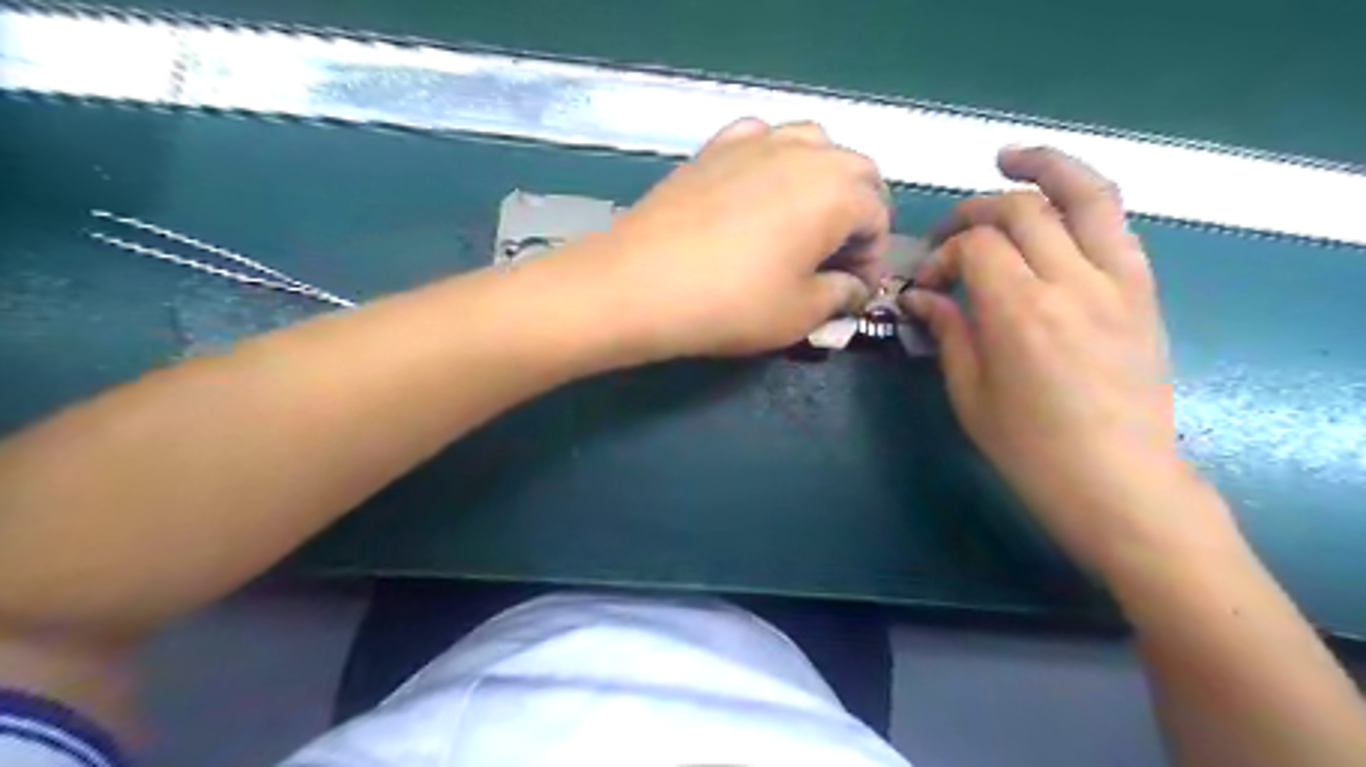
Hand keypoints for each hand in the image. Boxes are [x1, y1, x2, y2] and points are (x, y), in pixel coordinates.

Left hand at [561, 117, 892, 360]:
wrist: (638, 284)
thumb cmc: (730, 304)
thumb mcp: (799, 314)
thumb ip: (840, 296)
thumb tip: (853, 288)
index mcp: (837, 191)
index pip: (878, 218)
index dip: (872, 259)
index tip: (852, 292)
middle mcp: (805, 152)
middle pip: (856, 172)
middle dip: (857, 214)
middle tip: (835, 258)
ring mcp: (756, 142)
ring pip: (812, 145)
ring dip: (823, 180)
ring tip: (803, 222)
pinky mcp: (715, 147)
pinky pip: (761, 139)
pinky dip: (774, 160)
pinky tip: (758, 191)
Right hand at [906, 147, 1215, 572]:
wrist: (1117, 480)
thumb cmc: (1030, 448)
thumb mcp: (969, 393)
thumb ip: (948, 331)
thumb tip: (921, 296)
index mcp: (1020, 312)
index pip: (975, 246)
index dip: (941, 254)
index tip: (925, 283)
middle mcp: (1072, 281)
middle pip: (1021, 209)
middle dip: (974, 211)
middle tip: (950, 235)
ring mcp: (1117, 281)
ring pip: (1085, 195)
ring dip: (1045, 167)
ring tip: (1010, 157)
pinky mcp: (1143, 291)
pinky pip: (1115, 226)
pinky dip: (1082, 204)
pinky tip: (1057, 211)